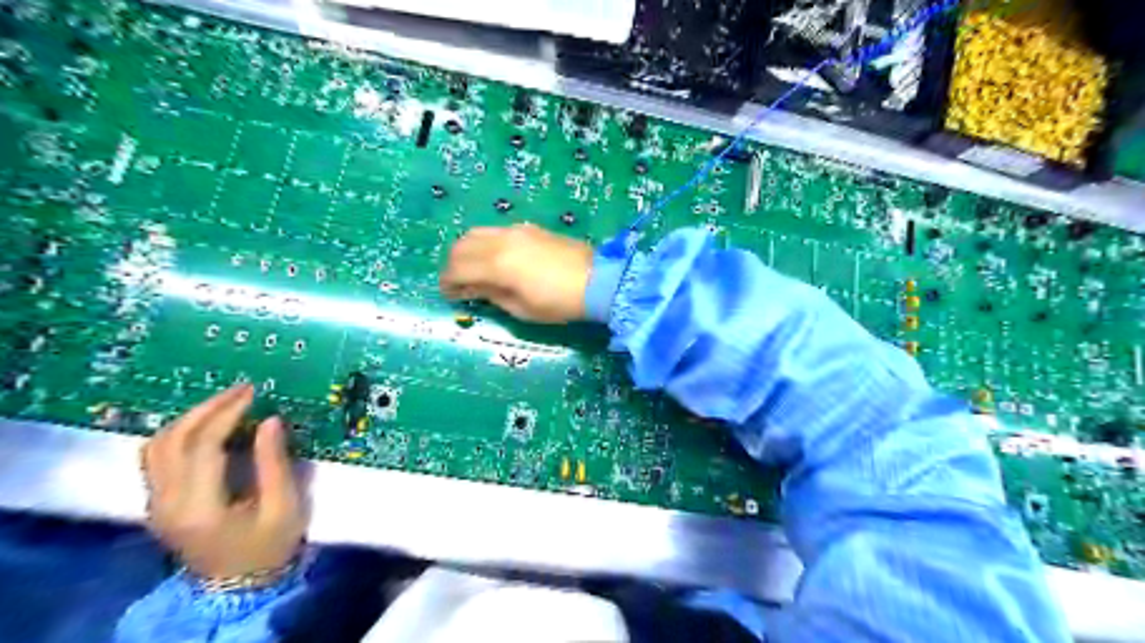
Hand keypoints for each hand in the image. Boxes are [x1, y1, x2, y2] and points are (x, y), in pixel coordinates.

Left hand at [142, 385, 306, 580]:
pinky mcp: (158, 504)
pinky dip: (180, 434)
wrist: (238, 588)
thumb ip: (274, 463)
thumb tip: (270, 420)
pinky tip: (207, 426)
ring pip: (157, 446)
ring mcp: (155, 505)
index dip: (227, 413)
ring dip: (189, 418)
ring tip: (226, 403)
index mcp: (199, 507)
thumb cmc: (269, 547)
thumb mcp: (284, 506)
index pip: (202, 446)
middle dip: (207, 408)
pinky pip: (157, 458)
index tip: (254, 393)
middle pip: (172, 440)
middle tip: (241, 390)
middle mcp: (166, 503)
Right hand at [441, 223, 595, 323]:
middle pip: (461, 246)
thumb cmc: (558, 302)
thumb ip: (492, 295)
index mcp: (497, 265)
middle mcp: (501, 242)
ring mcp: (515, 231)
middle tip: (459, 284)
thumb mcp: (521, 309)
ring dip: (467, 251)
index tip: (449, 296)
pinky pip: (494, 231)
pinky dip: (484, 243)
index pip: (457, 269)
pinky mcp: (528, 228)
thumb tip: (473, 289)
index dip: (448, 283)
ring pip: (476, 233)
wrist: (597, 280)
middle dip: (453, 265)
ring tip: (474, 271)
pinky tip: (495, 260)